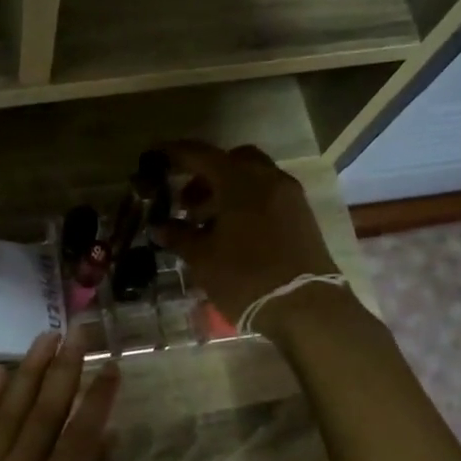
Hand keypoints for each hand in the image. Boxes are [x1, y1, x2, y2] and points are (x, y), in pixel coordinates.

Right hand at [152, 141, 341, 324]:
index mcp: (239, 181)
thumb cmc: (245, 278)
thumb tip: (158, 226)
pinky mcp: (303, 215)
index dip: (175, 154)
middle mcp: (268, 178)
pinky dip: (248, 202)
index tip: (155, 157)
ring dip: (228, 191)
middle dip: (206, 175)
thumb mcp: (203, 259)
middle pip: (232, 161)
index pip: (201, 154)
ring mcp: (290, 196)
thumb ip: (179, 236)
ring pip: (253, 178)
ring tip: (207, 223)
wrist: (305, 307)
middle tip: (186, 203)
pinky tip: (233, 232)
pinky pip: (269, 195)